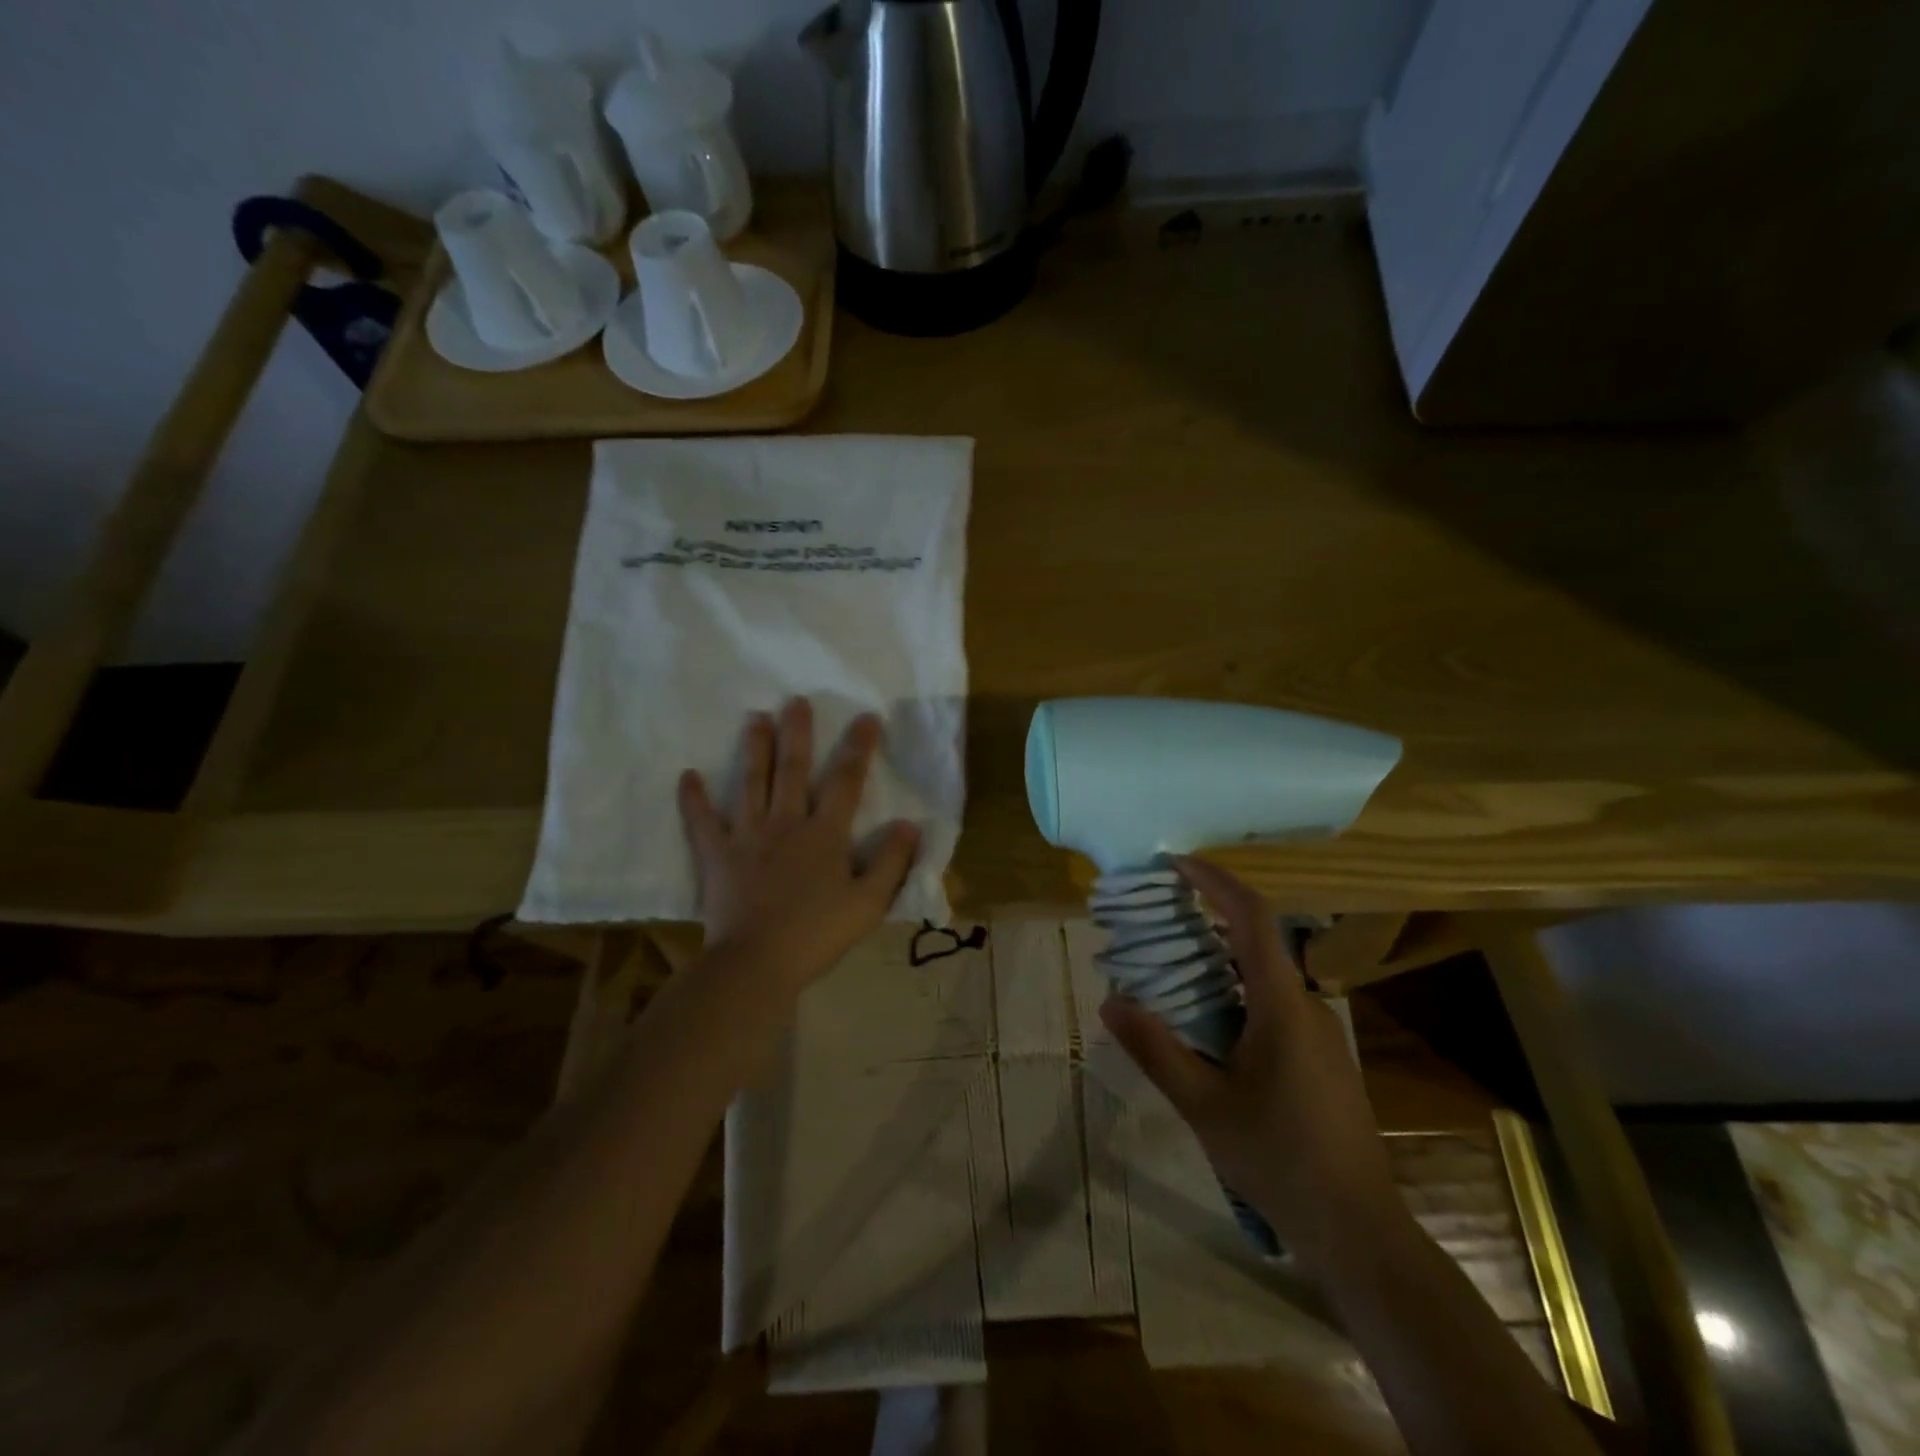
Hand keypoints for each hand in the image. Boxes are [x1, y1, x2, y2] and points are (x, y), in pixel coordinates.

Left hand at [678, 699, 921, 996]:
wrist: (756, 963)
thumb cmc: (817, 934)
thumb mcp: (869, 903)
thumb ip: (891, 862)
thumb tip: (910, 824)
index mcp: (825, 834)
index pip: (846, 781)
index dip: (858, 747)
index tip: (866, 717)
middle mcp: (786, 823)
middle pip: (793, 770)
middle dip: (797, 733)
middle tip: (795, 701)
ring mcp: (748, 837)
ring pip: (751, 784)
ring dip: (754, 750)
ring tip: (755, 718)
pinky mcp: (718, 856)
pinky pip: (702, 823)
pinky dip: (694, 800)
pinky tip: (687, 776)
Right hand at [1099, 857, 1402, 1274]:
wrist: (1357, 1228)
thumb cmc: (1278, 1158)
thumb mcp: (1203, 1106)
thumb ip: (1155, 1050)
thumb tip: (1110, 1002)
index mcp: (1281, 1004)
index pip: (1252, 917)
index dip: (1216, 881)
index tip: (1176, 864)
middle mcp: (1306, 1005)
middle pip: (1255, 941)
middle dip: (1206, 919)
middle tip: (1155, 920)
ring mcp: (1318, 1032)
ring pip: (1263, 975)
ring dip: (1217, 960)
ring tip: (1169, 969)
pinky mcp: (1320, 1056)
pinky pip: (1272, 1002)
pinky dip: (1234, 991)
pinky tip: (1205, 1023)